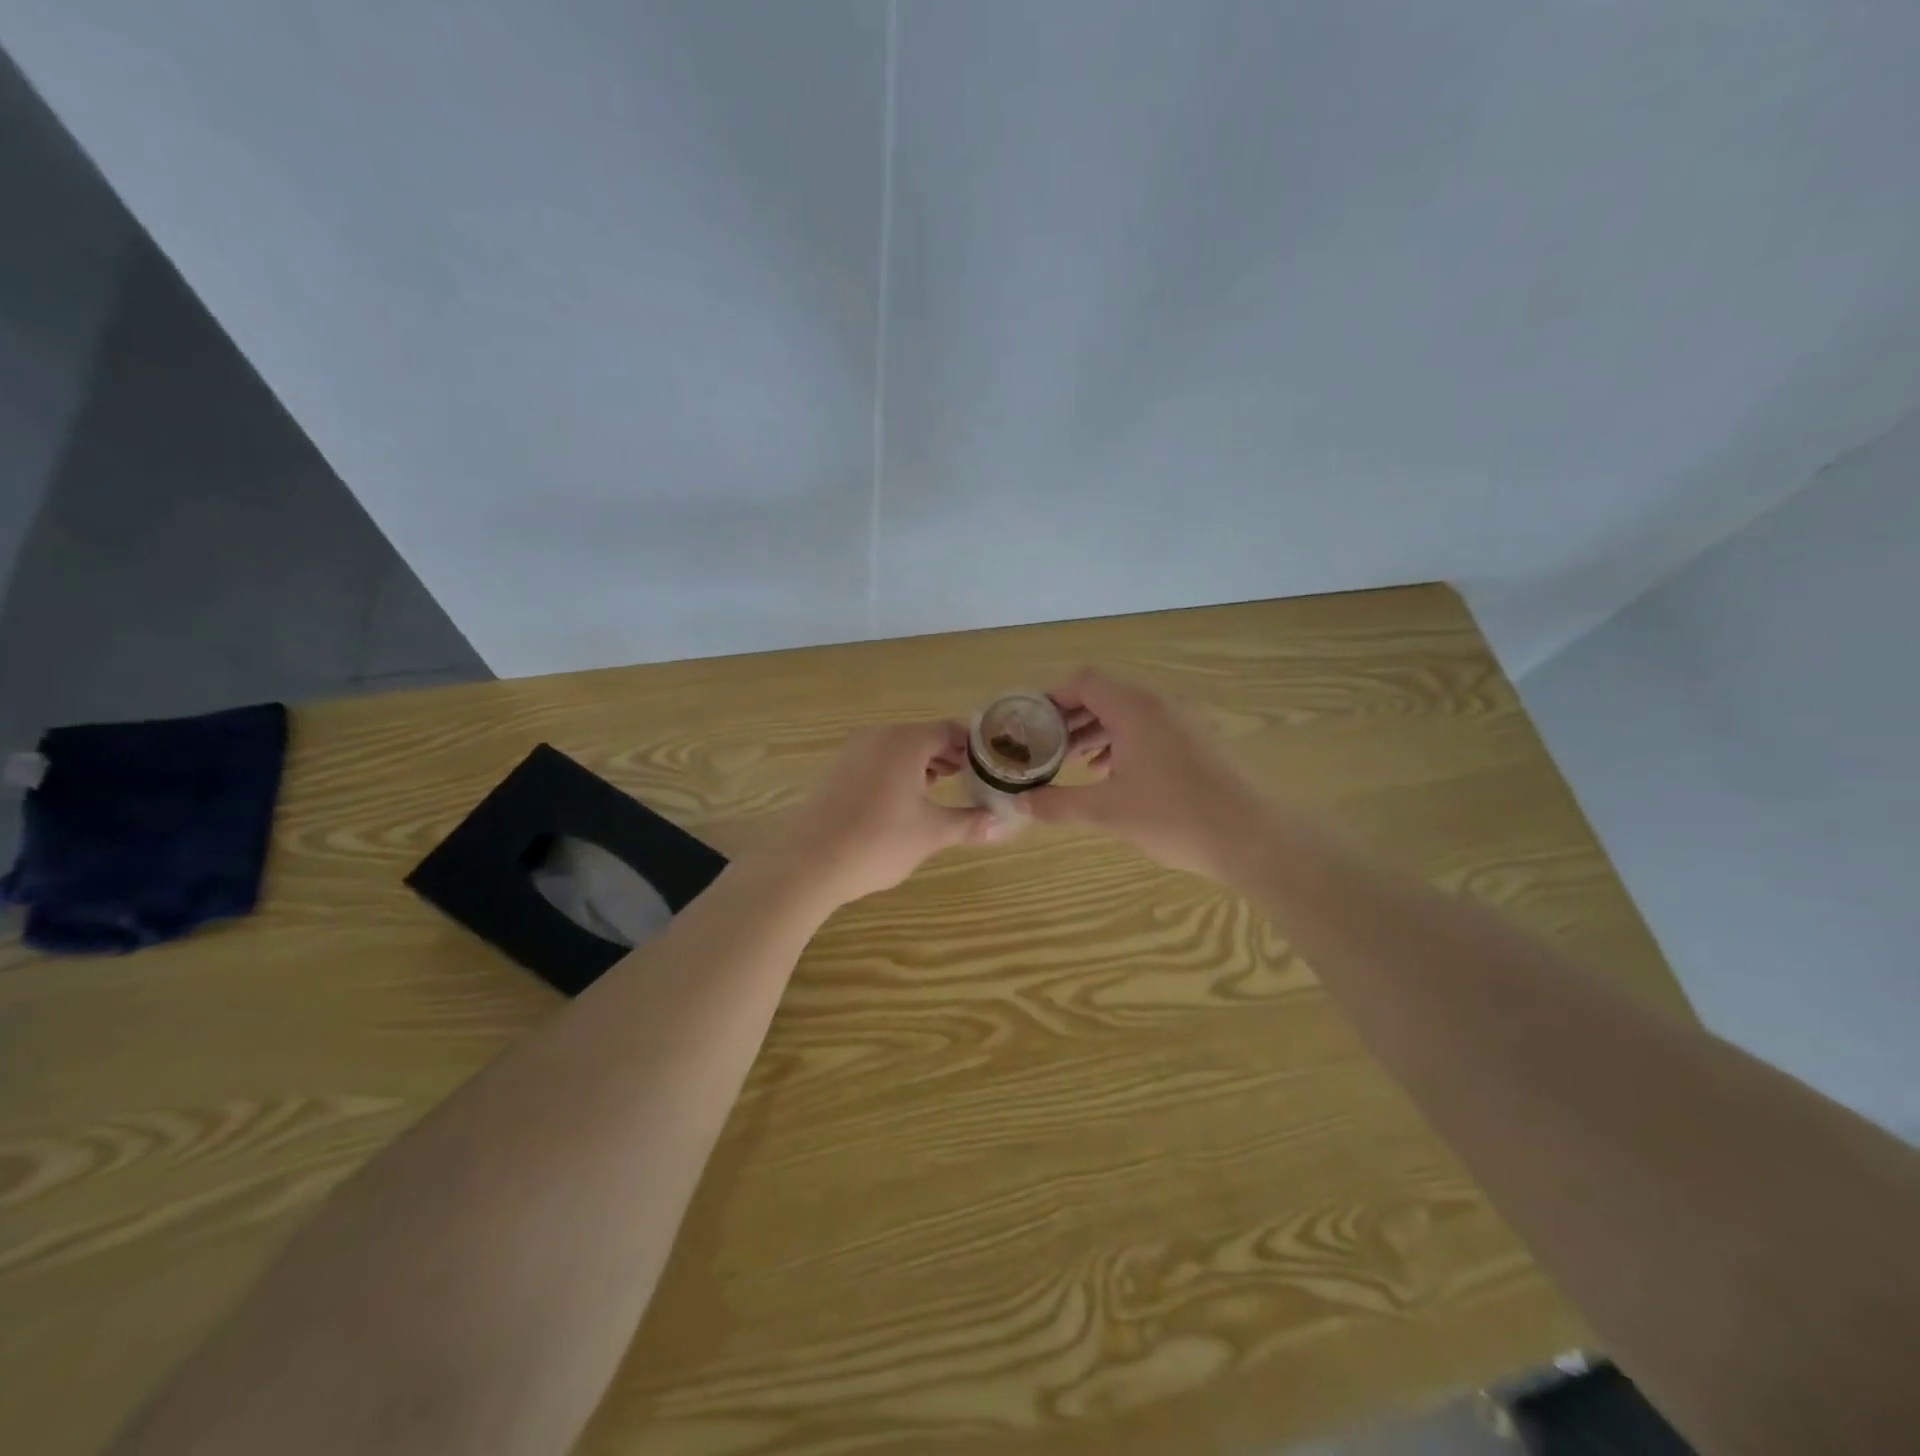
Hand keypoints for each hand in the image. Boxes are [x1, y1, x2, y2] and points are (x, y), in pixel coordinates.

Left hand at [771, 721, 1000, 908]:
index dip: (975, 745)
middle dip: (951, 755)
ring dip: (925, 763)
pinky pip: (880, 759)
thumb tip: (1002, 824)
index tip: (994, 763)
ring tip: (945, 786)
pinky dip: (900, 770)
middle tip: (975, 777)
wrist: (809, 861)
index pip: (950, 730)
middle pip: (925, 736)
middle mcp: (880, 737)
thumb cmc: (878, 841)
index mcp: (906, 742)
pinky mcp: (839, 769)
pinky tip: (908, 798)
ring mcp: (855, 751)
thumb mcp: (931, 833)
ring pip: (900, 748)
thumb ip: (968, 823)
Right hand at [1024, 671, 1267, 881]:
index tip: (1030, 722)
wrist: (1249, 837)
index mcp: (1135, 709)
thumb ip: (1058, 804)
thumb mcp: (1107, 811)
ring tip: (1071, 760)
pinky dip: (1122, 741)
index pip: (1084, 682)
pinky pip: (1149, 728)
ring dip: (1096, 730)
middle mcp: (1159, 704)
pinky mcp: (1197, 741)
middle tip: (1045, 744)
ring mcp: (1183, 720)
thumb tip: (1020, 803)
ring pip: (1128, 713)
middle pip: (1105, 695)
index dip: (1053, 697)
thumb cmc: (1172, 817)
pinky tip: (1109, 773)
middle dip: (1071, 717)